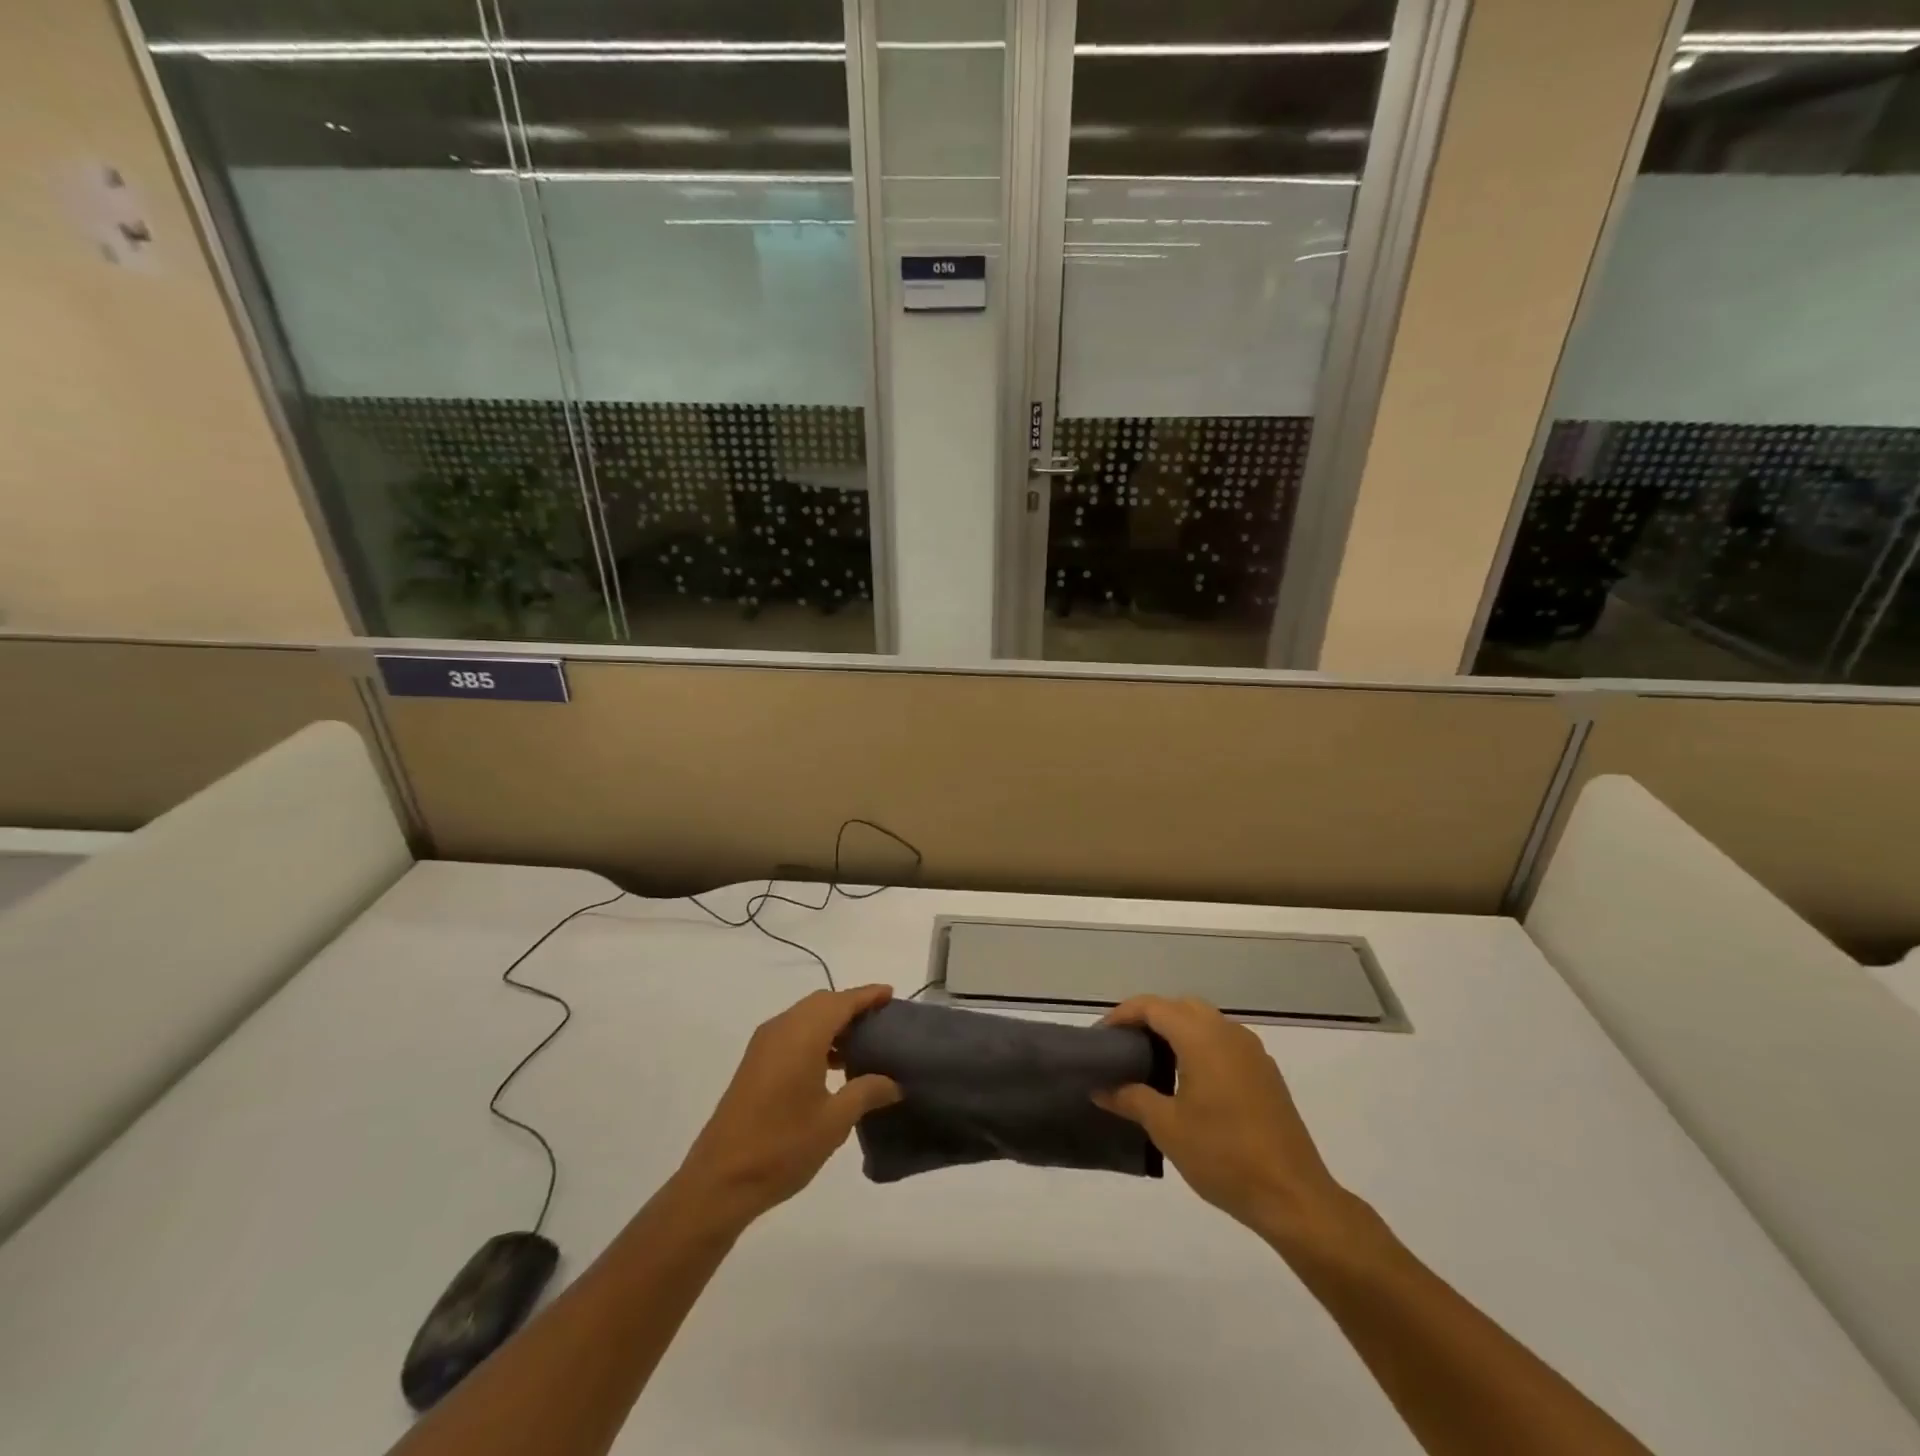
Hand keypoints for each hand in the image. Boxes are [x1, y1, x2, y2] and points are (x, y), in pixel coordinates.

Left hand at [676, 985, 901, 1226]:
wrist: (720, 1180)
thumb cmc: (782, 1146)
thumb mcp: (834, 1122)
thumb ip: (866, 1092)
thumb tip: (894, 1083)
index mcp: (802, 1035)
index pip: (841, 1002)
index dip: (867, 995)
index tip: (891, 993)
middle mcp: (781, 1029)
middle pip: (822, 1003)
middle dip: (851, 1006)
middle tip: (881, 1021)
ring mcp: (763, 1045)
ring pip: (805, 1017)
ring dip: (832, 1023)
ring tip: (862, 1045)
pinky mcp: (754, 1063)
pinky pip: (792, 1033)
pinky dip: (815, 1037)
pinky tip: (832, 1066)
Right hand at [1095, 996, 1352, 1243]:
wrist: (1293, 1197)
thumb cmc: (1224, 1156)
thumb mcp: (1167, 1128)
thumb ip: (1131, 1098)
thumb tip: (1100, 1088)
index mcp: (1202, 1038)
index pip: (1154, 1006)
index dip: (1123, 1015)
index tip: (1101, 1037)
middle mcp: (1228, 1033)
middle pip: (1181, 1006)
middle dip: (1150, 1018)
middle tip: (1125, 1045)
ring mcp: (1252, 1052)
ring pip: (1205, 1022)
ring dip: (1176, 1031)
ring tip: (1151, 1063)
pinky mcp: (1265, 1073)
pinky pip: (1224, 1042)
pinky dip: (1199, 1046)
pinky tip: (1188, 1082)